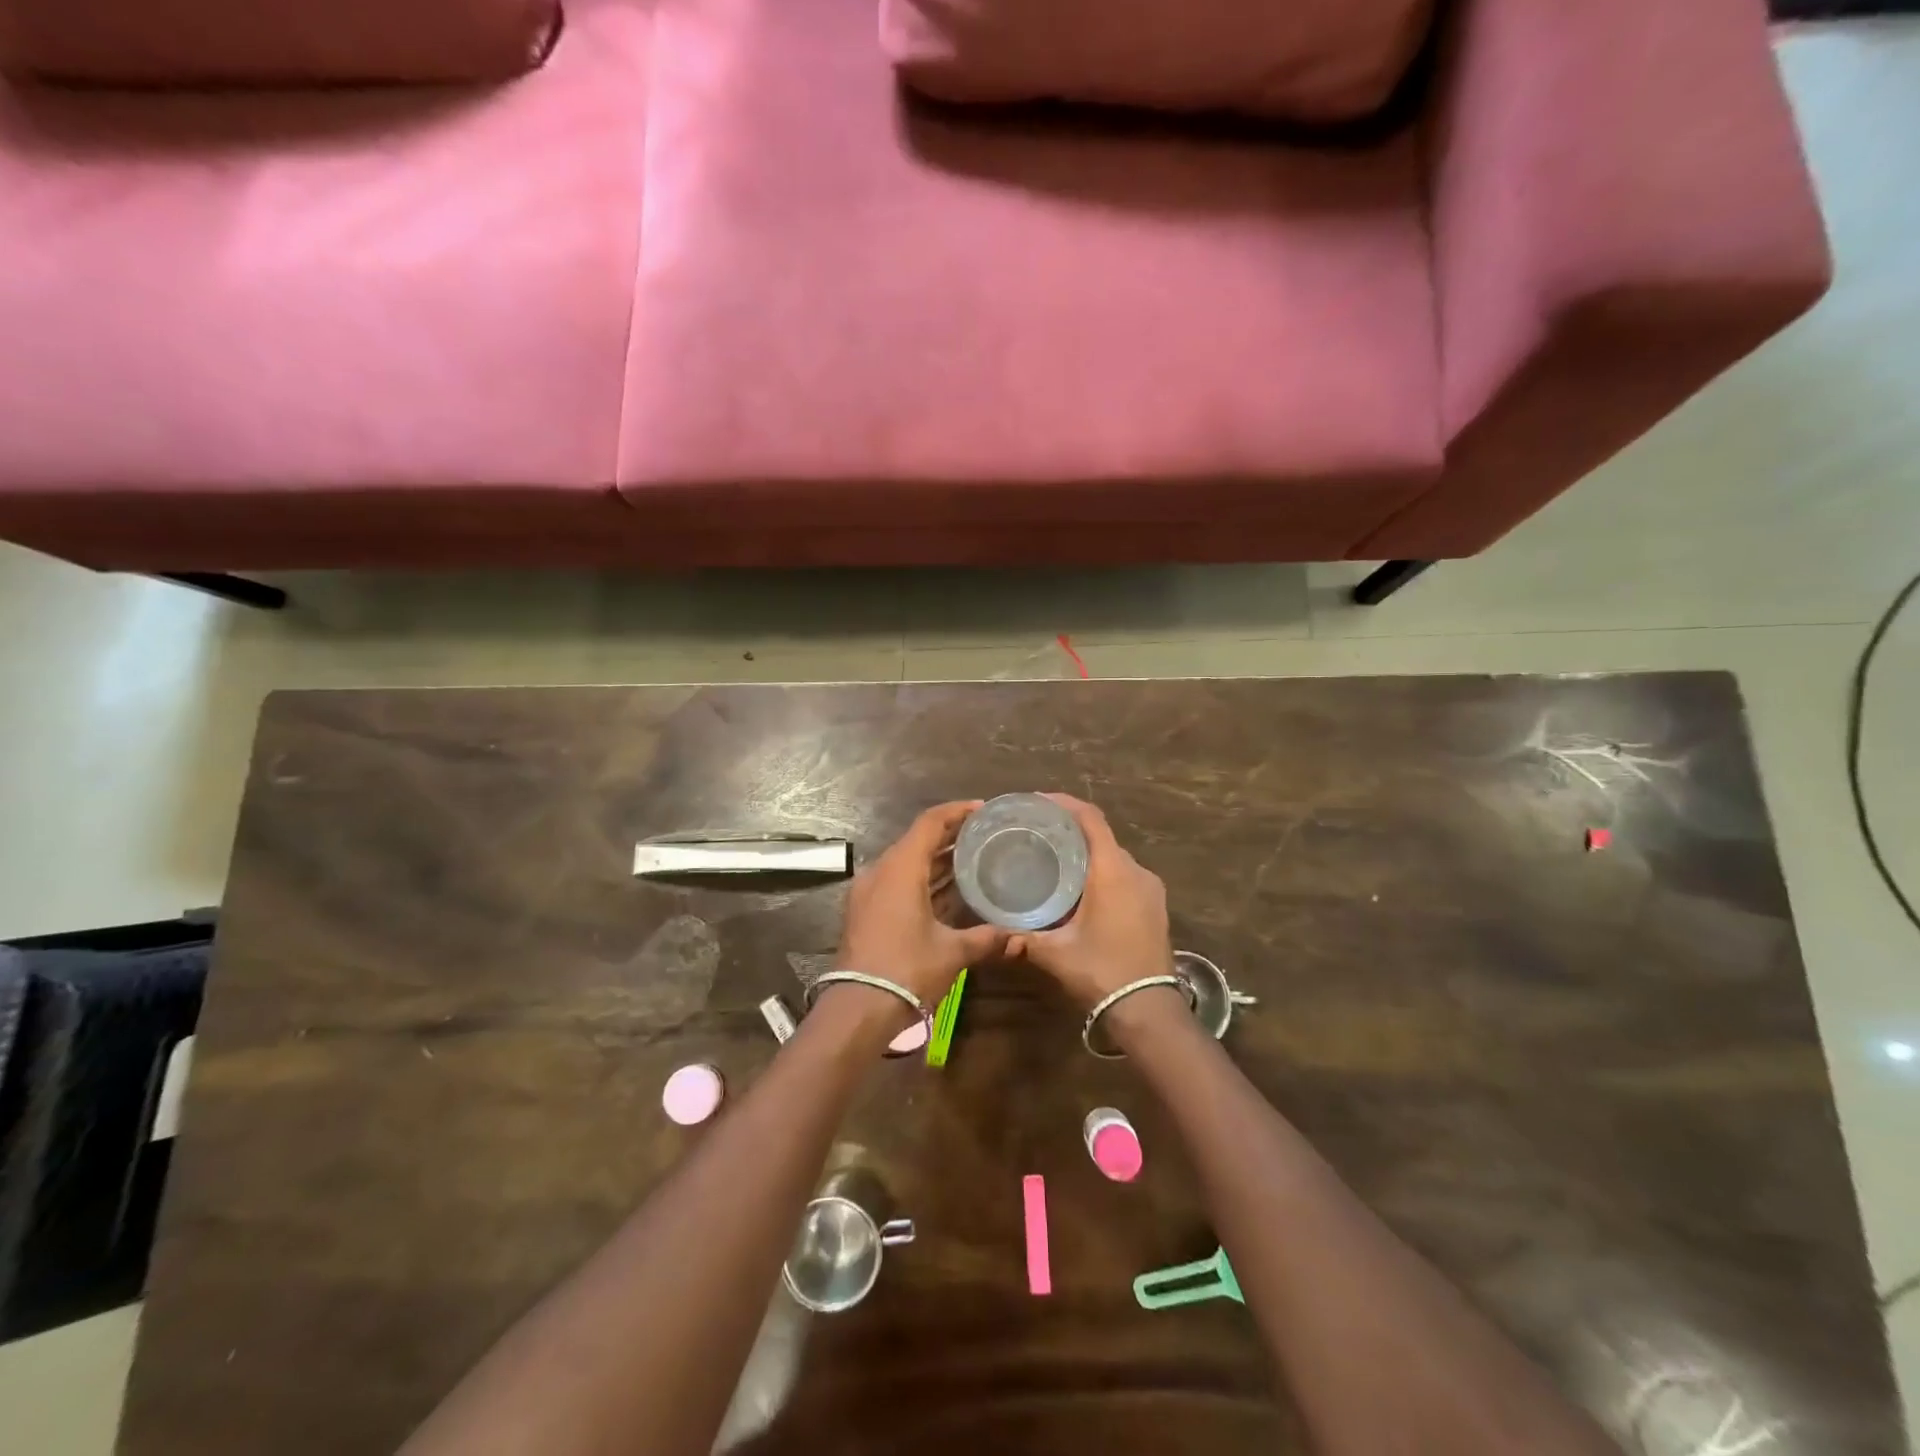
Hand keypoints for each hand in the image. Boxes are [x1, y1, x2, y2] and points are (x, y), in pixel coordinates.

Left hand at [835, 802, 1007, 1013]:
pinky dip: (922, 879)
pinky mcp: (865, 911)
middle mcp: (881, 871)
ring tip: (972, 859)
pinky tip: (947, 892)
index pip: (930, 823)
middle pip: (917, 840)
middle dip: (950, 836)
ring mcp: (869, 891)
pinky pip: (897, 881)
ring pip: (906, 862)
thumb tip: (1020, 938)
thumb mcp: (952, 952)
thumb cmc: (907, 970)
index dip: (956, 812)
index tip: (982, 809)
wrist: (857, 1008)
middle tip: (983, 835)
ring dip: (936, 860)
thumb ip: (987, 939)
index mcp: (901, 868)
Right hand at [1009, 795, 1172, 1009]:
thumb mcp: (1055, 953)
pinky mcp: (1156, 906)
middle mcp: (1136, 871)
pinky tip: (1081, 888)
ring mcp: (1151, 888)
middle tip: (1038, 833)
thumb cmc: (1101, 971)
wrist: (1149, 1009)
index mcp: (1112, 871)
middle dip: (1071, 830)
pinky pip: (1126, 875)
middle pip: (1102, 836)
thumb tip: (994, 933)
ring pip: (1114, 857)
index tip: (1038, 801)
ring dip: (1088, 853)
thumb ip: (1023, 938)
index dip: (1065, 803)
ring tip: (1055, 859)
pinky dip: (1103, 872)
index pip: (1090, 819)